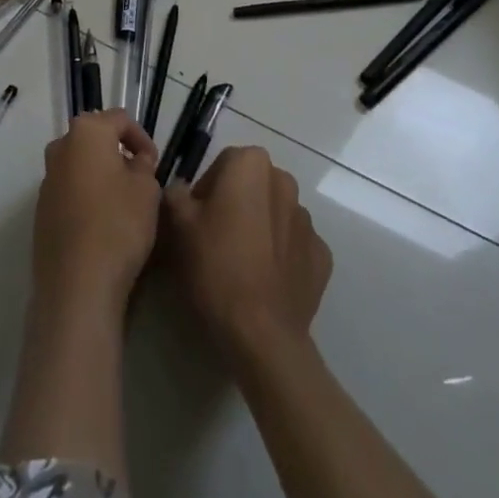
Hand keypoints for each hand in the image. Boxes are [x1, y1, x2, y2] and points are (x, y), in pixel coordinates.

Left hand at [30, 109, 161, 317]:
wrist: (76, 284)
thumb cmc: (118, 224)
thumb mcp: (146, 189)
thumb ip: (143, 165)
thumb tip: (135, 161)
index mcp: (86, 132)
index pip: (120, 119)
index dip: (142, 138)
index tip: (155, 163)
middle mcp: (60, 147)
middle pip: (95, 139)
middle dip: (118, 153)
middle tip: (139, 178)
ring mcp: (47, 179)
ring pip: (80, 165)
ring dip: (101, 175)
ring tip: (122, 202)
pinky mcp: (41, 209)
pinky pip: (69, 191)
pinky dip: (86, 196)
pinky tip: (102, 223)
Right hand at [162, 146, 331, 367]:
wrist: (262, 333)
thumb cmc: (216, 266)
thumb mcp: (178, 224)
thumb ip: (176, 193)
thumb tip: (181, 189)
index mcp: (251, 164)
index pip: (223, 164)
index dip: (206, 189)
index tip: (196, 218)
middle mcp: (285, 182)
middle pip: (252, 185)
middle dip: (235, 203)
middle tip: (215, 238)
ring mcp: (308, 221)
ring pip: (275, 213)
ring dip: (260, 226)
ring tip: (241, 263)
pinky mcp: (322, 256)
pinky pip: (294, 245)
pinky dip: (281, 254)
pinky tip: (265, 279)